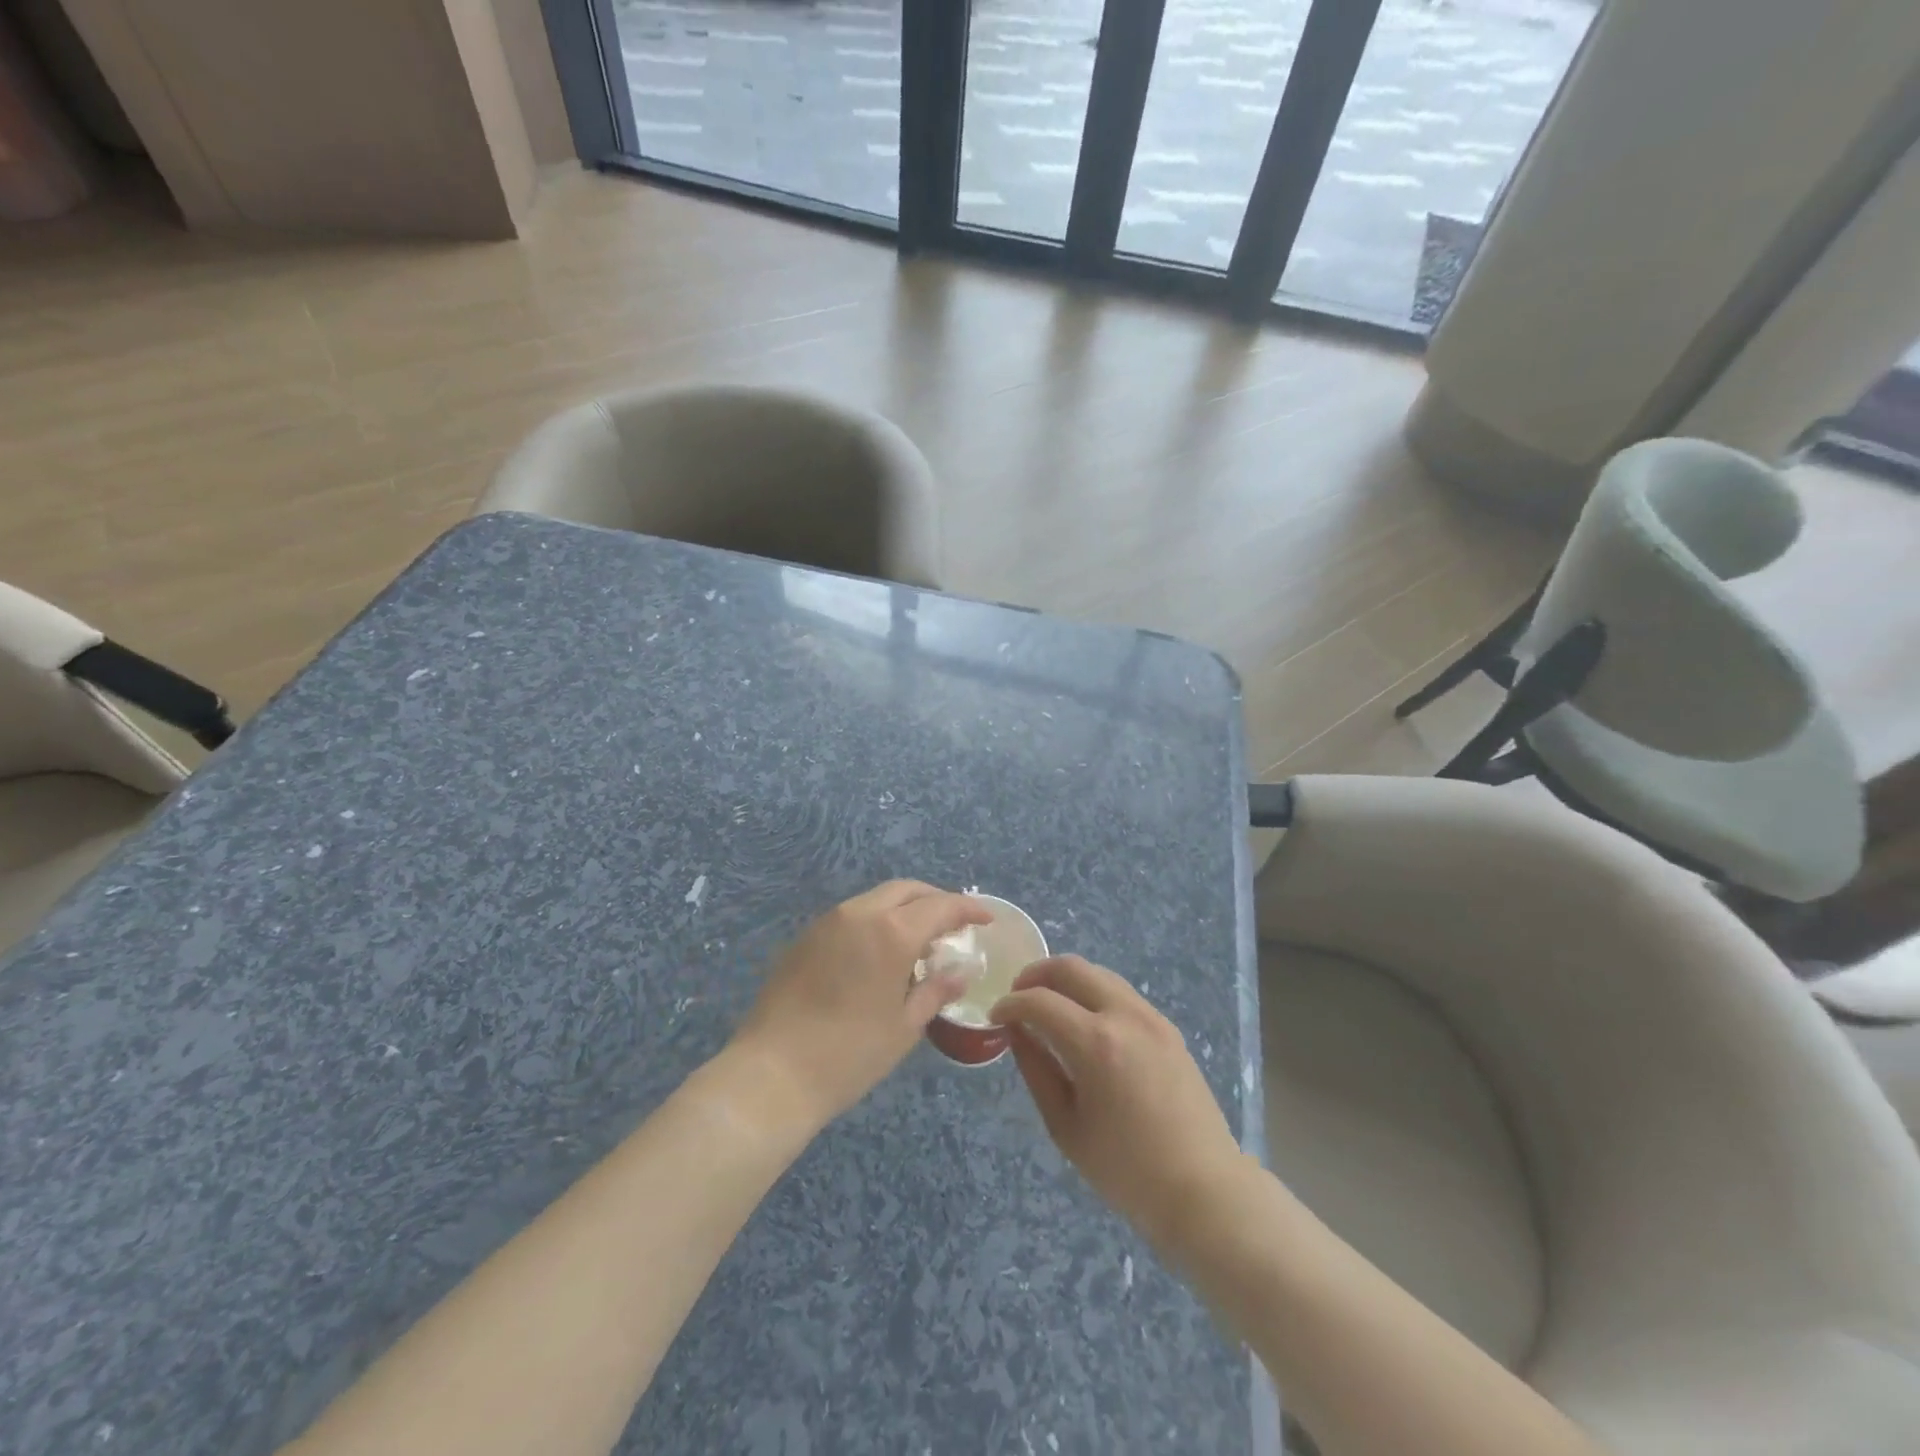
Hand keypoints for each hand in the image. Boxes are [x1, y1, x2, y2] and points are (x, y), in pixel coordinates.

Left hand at [730, 881, 990, 1128]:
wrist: (772, 1073)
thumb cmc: (850, 1054)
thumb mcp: (904, 1026)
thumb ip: (936, 990)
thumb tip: (961, 972)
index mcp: (891, 932)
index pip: (940, 906)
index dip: (967, 909)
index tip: (986, 919)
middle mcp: (860, 914)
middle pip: (906, 889)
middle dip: (935, 900)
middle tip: (954, 923)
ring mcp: (828, 922)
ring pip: (876, 898)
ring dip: (904, 908)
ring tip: (919, 939)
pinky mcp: (806, 936)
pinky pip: (851, 914)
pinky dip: (876, 920)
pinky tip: (880, 951)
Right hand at [992, 956, 1244, 1250]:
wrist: (1203, 1189)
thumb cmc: (1126, 1170)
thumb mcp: (1065, 1126)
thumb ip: (1036, 1070)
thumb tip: (1016, 1032)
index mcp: (1096, 1043)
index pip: (1039, 1001)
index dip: (1010, 1004)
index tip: (994, 1017)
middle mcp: (1124, 1015)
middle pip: (1071, 967)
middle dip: (1036, 974)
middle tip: (1017, 996)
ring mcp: (1151, 1016)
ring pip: (1098, 973)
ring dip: (1066, 980)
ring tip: (1047, 1005)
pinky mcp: (1167, 1026)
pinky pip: (1120, 992)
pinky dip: (1093, 993)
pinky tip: (1083, 1021)